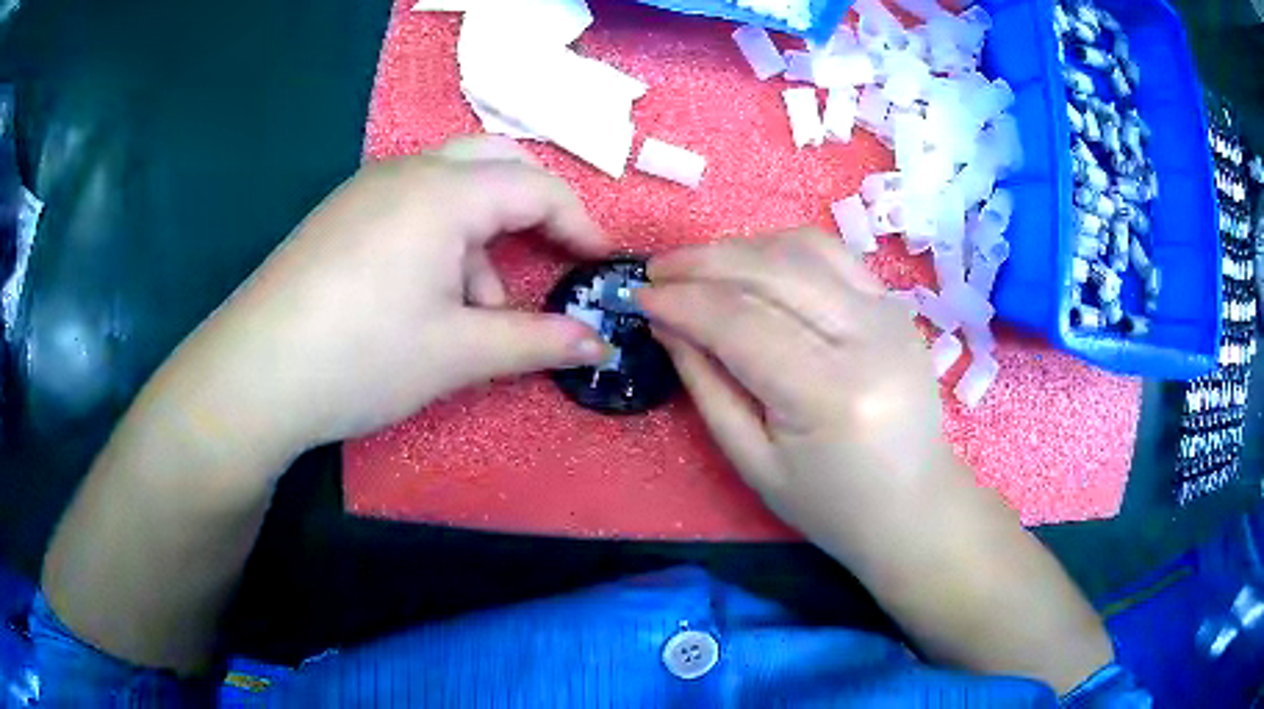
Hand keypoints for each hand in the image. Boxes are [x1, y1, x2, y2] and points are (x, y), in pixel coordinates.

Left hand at [166, 136, 612, 462]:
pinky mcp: (341, 214)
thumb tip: (599, 345)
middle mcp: (408, 172)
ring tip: (474, 308)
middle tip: (547, 257)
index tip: (599, 264)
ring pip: (450, 186)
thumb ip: (536, 342)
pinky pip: (411, 204)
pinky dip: (439, 238)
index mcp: (445, 192)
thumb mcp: (458, 354)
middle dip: (532, 207)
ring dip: (481, 232)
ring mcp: (367, 188)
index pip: (536, 185)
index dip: (579, 223)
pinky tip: (423, 296)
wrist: (254, 374)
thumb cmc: (363, 358)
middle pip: (495, 162)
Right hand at [637, 229, 970, 555]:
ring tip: (697, 266)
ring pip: (802, 250)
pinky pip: (832, 255)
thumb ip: (707, 385)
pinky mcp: (896, 304)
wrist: (912, 503)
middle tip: (658, 270)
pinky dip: (781, 250)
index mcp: (832, 395)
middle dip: (704, 262)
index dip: (684, 302)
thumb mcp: (753, 462)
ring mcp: (891, 313)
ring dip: (740, 248)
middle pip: (773, 271)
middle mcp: (869, 338)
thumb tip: (667, 322)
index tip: (639, 296)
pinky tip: (751, 264)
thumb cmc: (830, 504)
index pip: (743, 323)